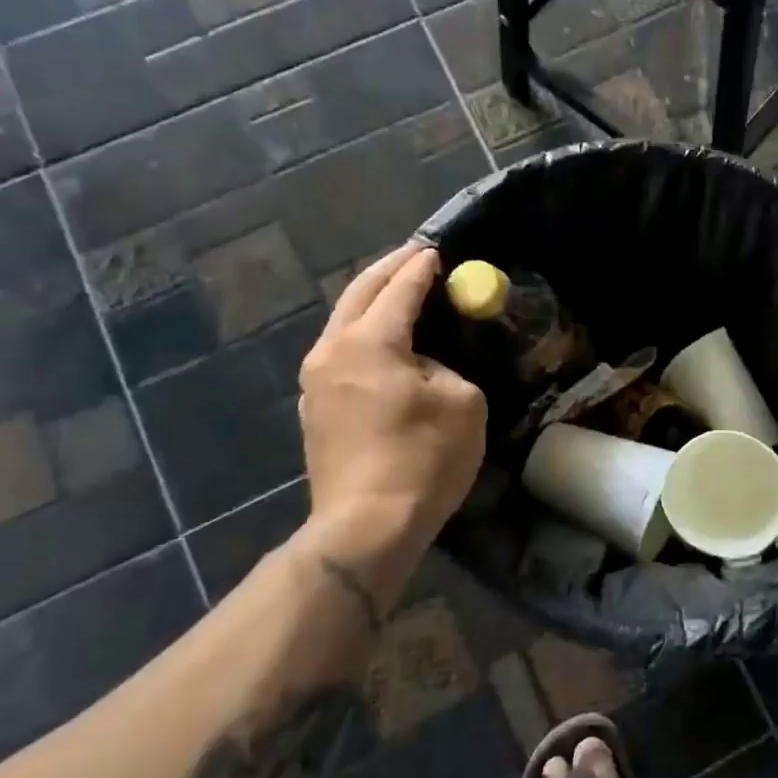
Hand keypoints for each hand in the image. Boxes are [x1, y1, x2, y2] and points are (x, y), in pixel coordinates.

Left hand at [297, 244, 486, 579]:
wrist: (367, 526)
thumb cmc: (423, 459)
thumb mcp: (462, 402)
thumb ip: (445, 367)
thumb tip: (424, 367)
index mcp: (369, 342)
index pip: (399, 289)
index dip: (421, 267)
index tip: (437, 250)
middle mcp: (331, 351)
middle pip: (358, 294)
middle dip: (388, 271)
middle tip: (416, 257)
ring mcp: (315, 382)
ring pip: (343, 324)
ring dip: (372, 303)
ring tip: (400, 295)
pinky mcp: (314, 410)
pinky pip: (341, 354)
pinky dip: (364, 336)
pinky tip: (385, 344)